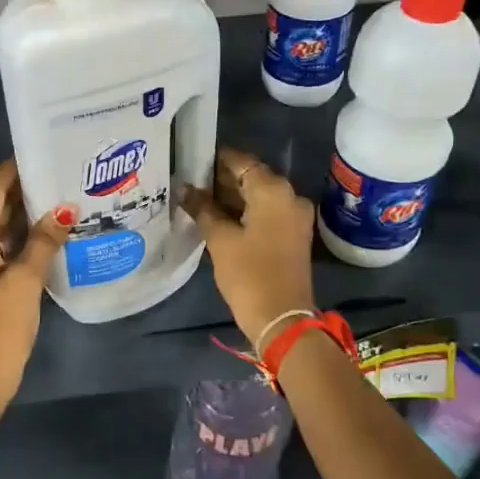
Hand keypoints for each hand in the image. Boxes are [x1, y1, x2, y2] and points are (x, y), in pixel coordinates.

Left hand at [0, 160, 67, 399]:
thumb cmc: (0, 327)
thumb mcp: (26, 281)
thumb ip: (44, 242)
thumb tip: (64, 209)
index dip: (14, 168)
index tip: (44, 150)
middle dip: (27, 187)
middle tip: (64, 171)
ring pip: (2, 225)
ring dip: (29, 212)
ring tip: (67, 194)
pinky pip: (5, 244)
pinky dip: (26, 235)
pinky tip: (56, 231)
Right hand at [180, 147, 318, 347]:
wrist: (282, 318)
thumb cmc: (249, 274)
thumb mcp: (220, 239)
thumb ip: (202, 208)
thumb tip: (183, 188)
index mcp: (273, 190)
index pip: (241, 161)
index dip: (215, 160)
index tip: (191, 161)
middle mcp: (290, 195)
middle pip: (252, 176)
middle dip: (222, 179)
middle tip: (191, 183)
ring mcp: (295, 215)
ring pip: (260, 195)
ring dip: (233, 196)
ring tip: (199, 200)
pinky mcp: (294, 234)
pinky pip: (267, 211)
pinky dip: (246, 211)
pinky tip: (219, 218)